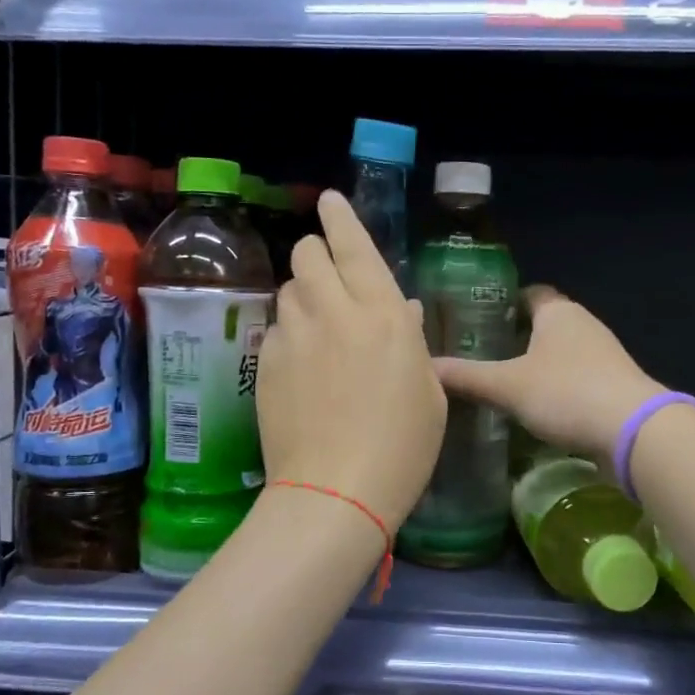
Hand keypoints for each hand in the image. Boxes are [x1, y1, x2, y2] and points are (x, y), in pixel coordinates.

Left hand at [256, 190, 445, 531]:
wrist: (336, 491)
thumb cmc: (402, 448)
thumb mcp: (429, 394)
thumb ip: (413, 342)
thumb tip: (403, 312)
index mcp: (383, 314)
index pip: (354, 245)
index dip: (340, 217)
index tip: (329, 202)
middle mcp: (334, 312)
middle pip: (307, 255)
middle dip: (316, 254)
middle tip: (329, 278)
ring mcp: (293, 336)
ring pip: (287, 289)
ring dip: (302, 295)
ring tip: (317, 327)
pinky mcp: (265, 363)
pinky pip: (275, 330)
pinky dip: (288, 334)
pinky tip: (300, 366)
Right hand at [433, 287, 663, 464]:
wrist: (634, 431)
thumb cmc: (566, 392)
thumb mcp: (507, 386)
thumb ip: (466, 377)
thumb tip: (426, 367)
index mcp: (559, 313)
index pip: (530, 294)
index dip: (505, 302)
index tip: (479, 318)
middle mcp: (584, 325)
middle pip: (547, 324)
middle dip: (518, 337)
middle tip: (483, 355)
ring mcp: (605, 356)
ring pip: (563, 353)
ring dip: (539, 365)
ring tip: (505, 384)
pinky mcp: (615, 386)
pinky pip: (578, 378)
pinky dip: (558, 388)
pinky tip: (539, 409)